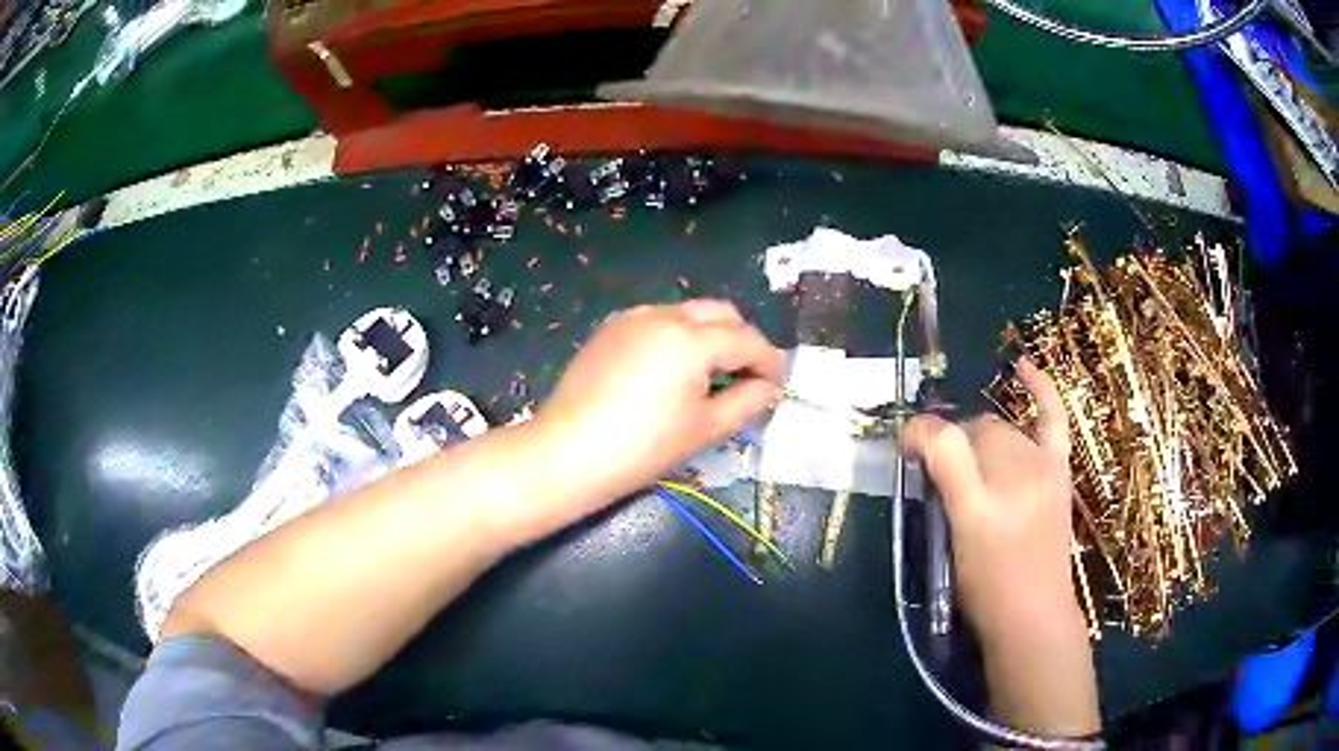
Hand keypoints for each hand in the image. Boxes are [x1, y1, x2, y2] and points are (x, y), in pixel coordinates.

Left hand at [539, 300, 784, 502]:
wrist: (567, 453)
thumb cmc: (642, 447)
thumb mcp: (704, 428)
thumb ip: (747, 401)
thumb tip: (771, 388)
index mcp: (692, 338)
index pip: (747, 341)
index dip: (770, 362)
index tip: (779, 386)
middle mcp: (664, 315)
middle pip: (720, 314)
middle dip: (742, 340)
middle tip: (748, 378)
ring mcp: (632, 318)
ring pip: (688, 313)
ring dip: (710, 336)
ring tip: (711, 377)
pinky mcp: (610, 330)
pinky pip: (658, 322)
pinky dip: (678, 338)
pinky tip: (672, 372)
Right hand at [899, 359, 1083, 645]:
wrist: (1034, 614)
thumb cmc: (983, 590)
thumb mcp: (948, 546)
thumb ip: (938, 493)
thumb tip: (925, 451)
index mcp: (977, 505)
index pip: (942, 442)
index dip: (916, 434)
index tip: (904, 446)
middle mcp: (1012, 477)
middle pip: (971, 430)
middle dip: (949, 442)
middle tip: (942, 473)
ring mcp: (1040, 468)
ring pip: (999, 426)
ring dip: (978, 437)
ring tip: (973, 464)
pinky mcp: (1058, 469)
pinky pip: (1051, 417)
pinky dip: (1040, 389)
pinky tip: (1023, 367)